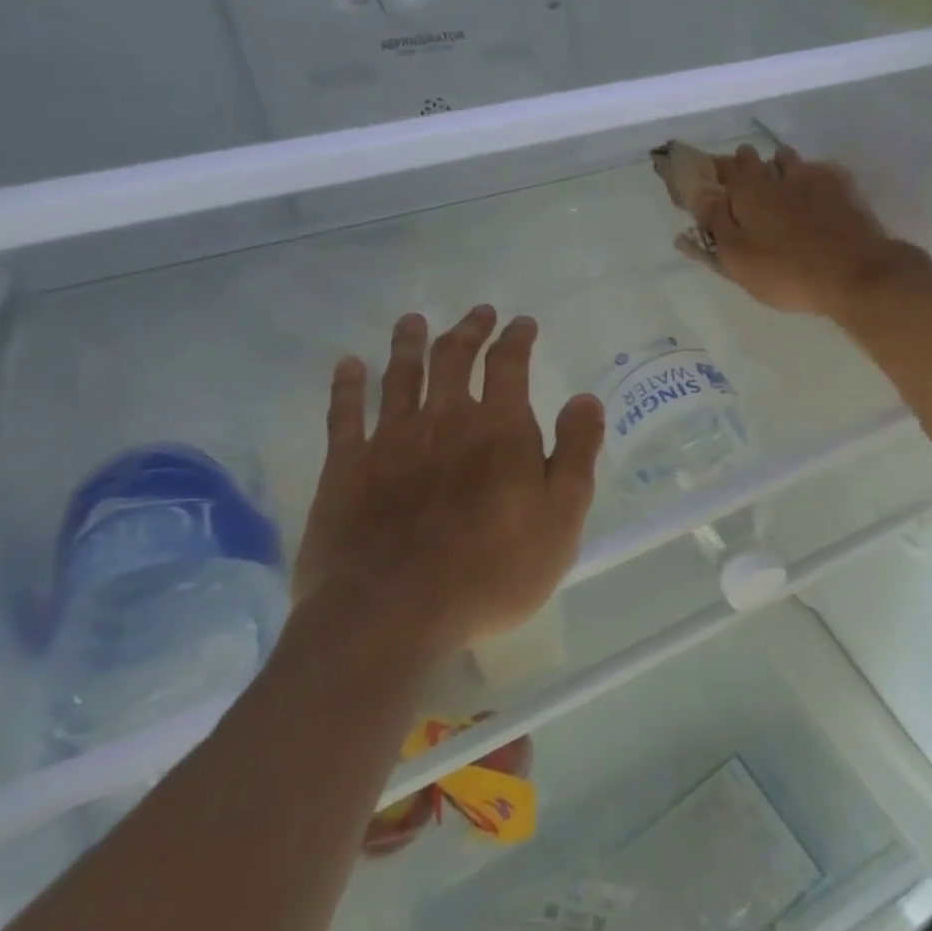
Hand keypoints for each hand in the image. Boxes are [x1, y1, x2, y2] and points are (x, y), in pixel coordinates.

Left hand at [291, 306, 603, 667]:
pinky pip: (345, 413)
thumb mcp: (560, 518)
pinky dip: (347, 384)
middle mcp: (445, 420)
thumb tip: (586, 398)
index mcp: (500, 429)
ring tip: (413, 321)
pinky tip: (348, 364)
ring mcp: (391, 440)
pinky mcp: (346, 468)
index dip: (517, 338)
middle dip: (468, 330)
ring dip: (409, 343)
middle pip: (454, 358)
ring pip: (400, 375)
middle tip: (477, 313)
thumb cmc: (492, 572)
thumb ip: (576, 453)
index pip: (510, 364)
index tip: (522, 323)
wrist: (392, 617)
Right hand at [695, 146, 931, 316]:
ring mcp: (814, 179)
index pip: (725, 170)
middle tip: (745, 182)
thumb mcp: (739, 259)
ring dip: (780, 166)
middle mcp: (779, 176)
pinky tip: (816, 191)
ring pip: (790, 161)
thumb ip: (717, 226)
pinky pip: (821, 171)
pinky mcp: (843, 189)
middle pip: (756, 160)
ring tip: (780, 182)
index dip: (716, 171)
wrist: (855, 274)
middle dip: (747, 165)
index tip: (712, 178)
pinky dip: (813, 176)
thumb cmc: (787, 273)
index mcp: (749, 193)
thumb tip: (701, 197)